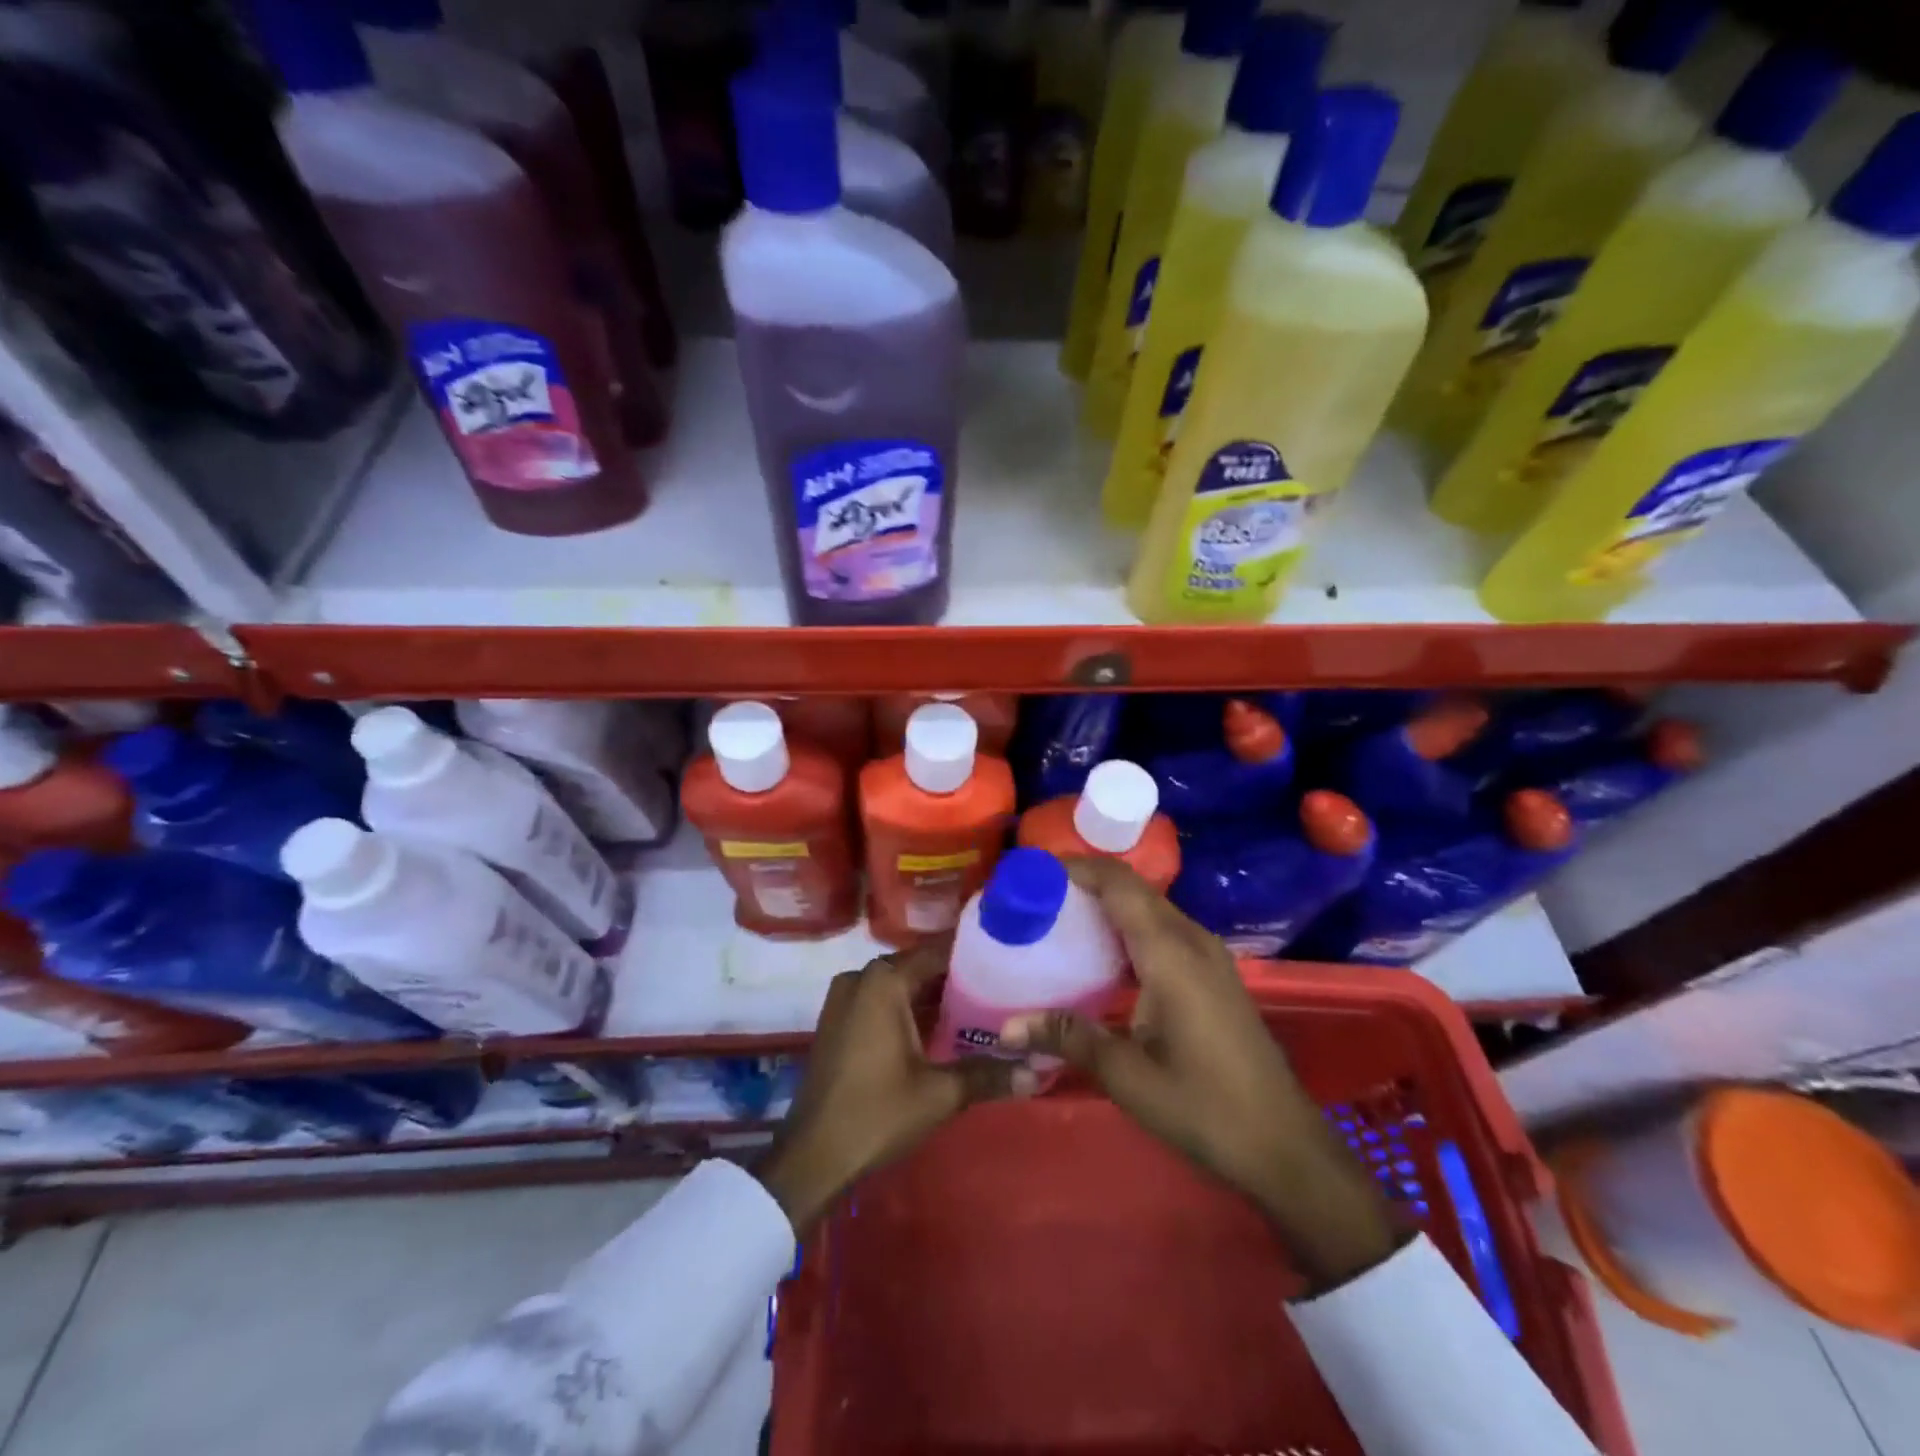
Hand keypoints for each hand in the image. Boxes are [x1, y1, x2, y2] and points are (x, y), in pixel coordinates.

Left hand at [757, 941, 1024, 1233]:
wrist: (812, 1158)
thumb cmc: (877, 1113)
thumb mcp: (940, 1093)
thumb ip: (989, 1074)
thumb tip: (1040, 1070)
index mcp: (884, 981)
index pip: (938, 951)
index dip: (974, 955)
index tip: (1007, 958)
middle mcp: (861, 979)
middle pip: (919, 967)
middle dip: (957, 978)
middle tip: (1002, 988)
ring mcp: (844, 1000)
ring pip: (900, 987)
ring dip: (933, 997)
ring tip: (980, 1008)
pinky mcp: (838, 1022)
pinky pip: (881, 1003)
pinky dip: (909, 1011)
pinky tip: (941, 1031)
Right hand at [1002, 858, 1402, 1289]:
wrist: (1284, 1145)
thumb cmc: (1205, 1107)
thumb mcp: (1127, 1076)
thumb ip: (1068, 1037)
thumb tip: (1006, 1027)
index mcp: (1170, 953)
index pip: (1119, 884)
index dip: (1077, 867)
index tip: (1034, 870)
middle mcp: (1192, 940)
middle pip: (1133, 890)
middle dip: (1085, 882)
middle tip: (1037, 896)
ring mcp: (1208, 956)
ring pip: (1150, 908)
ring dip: (1107, 904)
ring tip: (1059, 918)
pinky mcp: (1213, 974)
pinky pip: (1163, 930)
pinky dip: (1127, 927)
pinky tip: (1101, 956)